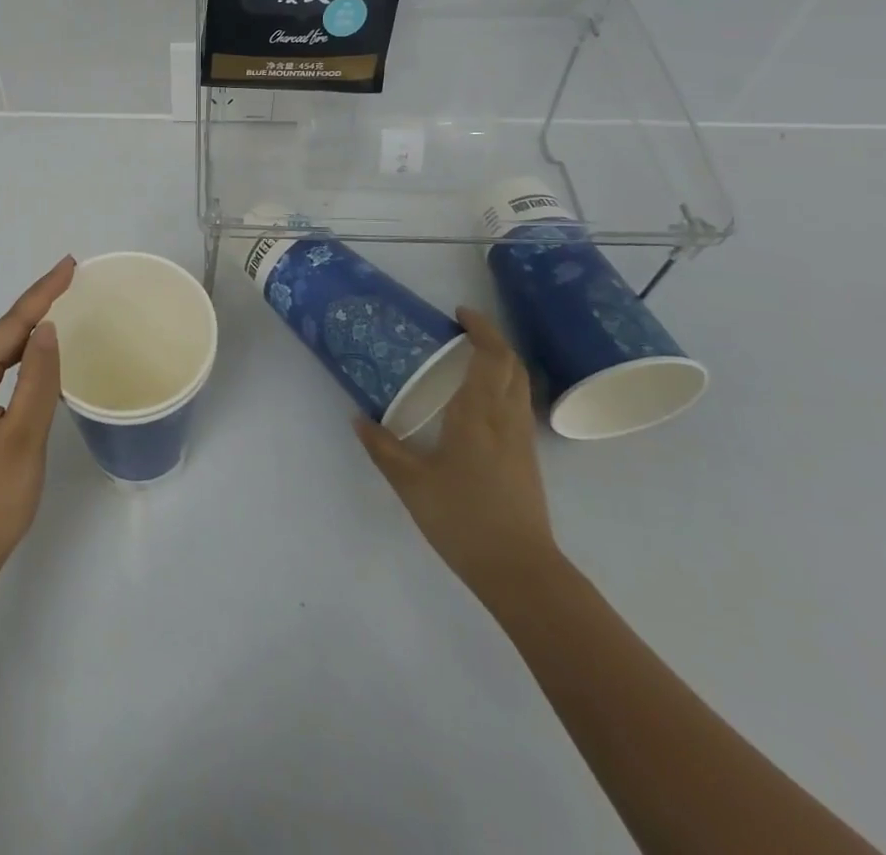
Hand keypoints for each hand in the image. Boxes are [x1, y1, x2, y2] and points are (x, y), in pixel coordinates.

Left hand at [0, 256, 74, 581]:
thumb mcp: (22, 439)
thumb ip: (38, 380)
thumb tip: (48, 328)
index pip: (10, 326)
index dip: (42, 293)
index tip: (70, 265)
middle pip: (2, 333)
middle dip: (37, 303)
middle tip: (73, 277)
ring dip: (29, 327)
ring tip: (62, 302)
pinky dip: (20, 355)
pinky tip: (39, 352)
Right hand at [354, 307, 559, 601]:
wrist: (520, 571)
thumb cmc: (463, 519)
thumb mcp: (411, 483)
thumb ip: (383, 447)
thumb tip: (358, 418)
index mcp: (478, 415)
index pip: (490, 357)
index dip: (481, 328)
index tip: (459, 313)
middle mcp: (506, 419)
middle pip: (512, 365)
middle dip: (492, 340)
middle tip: (461, 332)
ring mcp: (522, 440)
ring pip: (519, 385)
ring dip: (500, 363)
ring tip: (467, 361)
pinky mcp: (528, 459)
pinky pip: (518, 406)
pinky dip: (502, 387)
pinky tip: (479, 404)